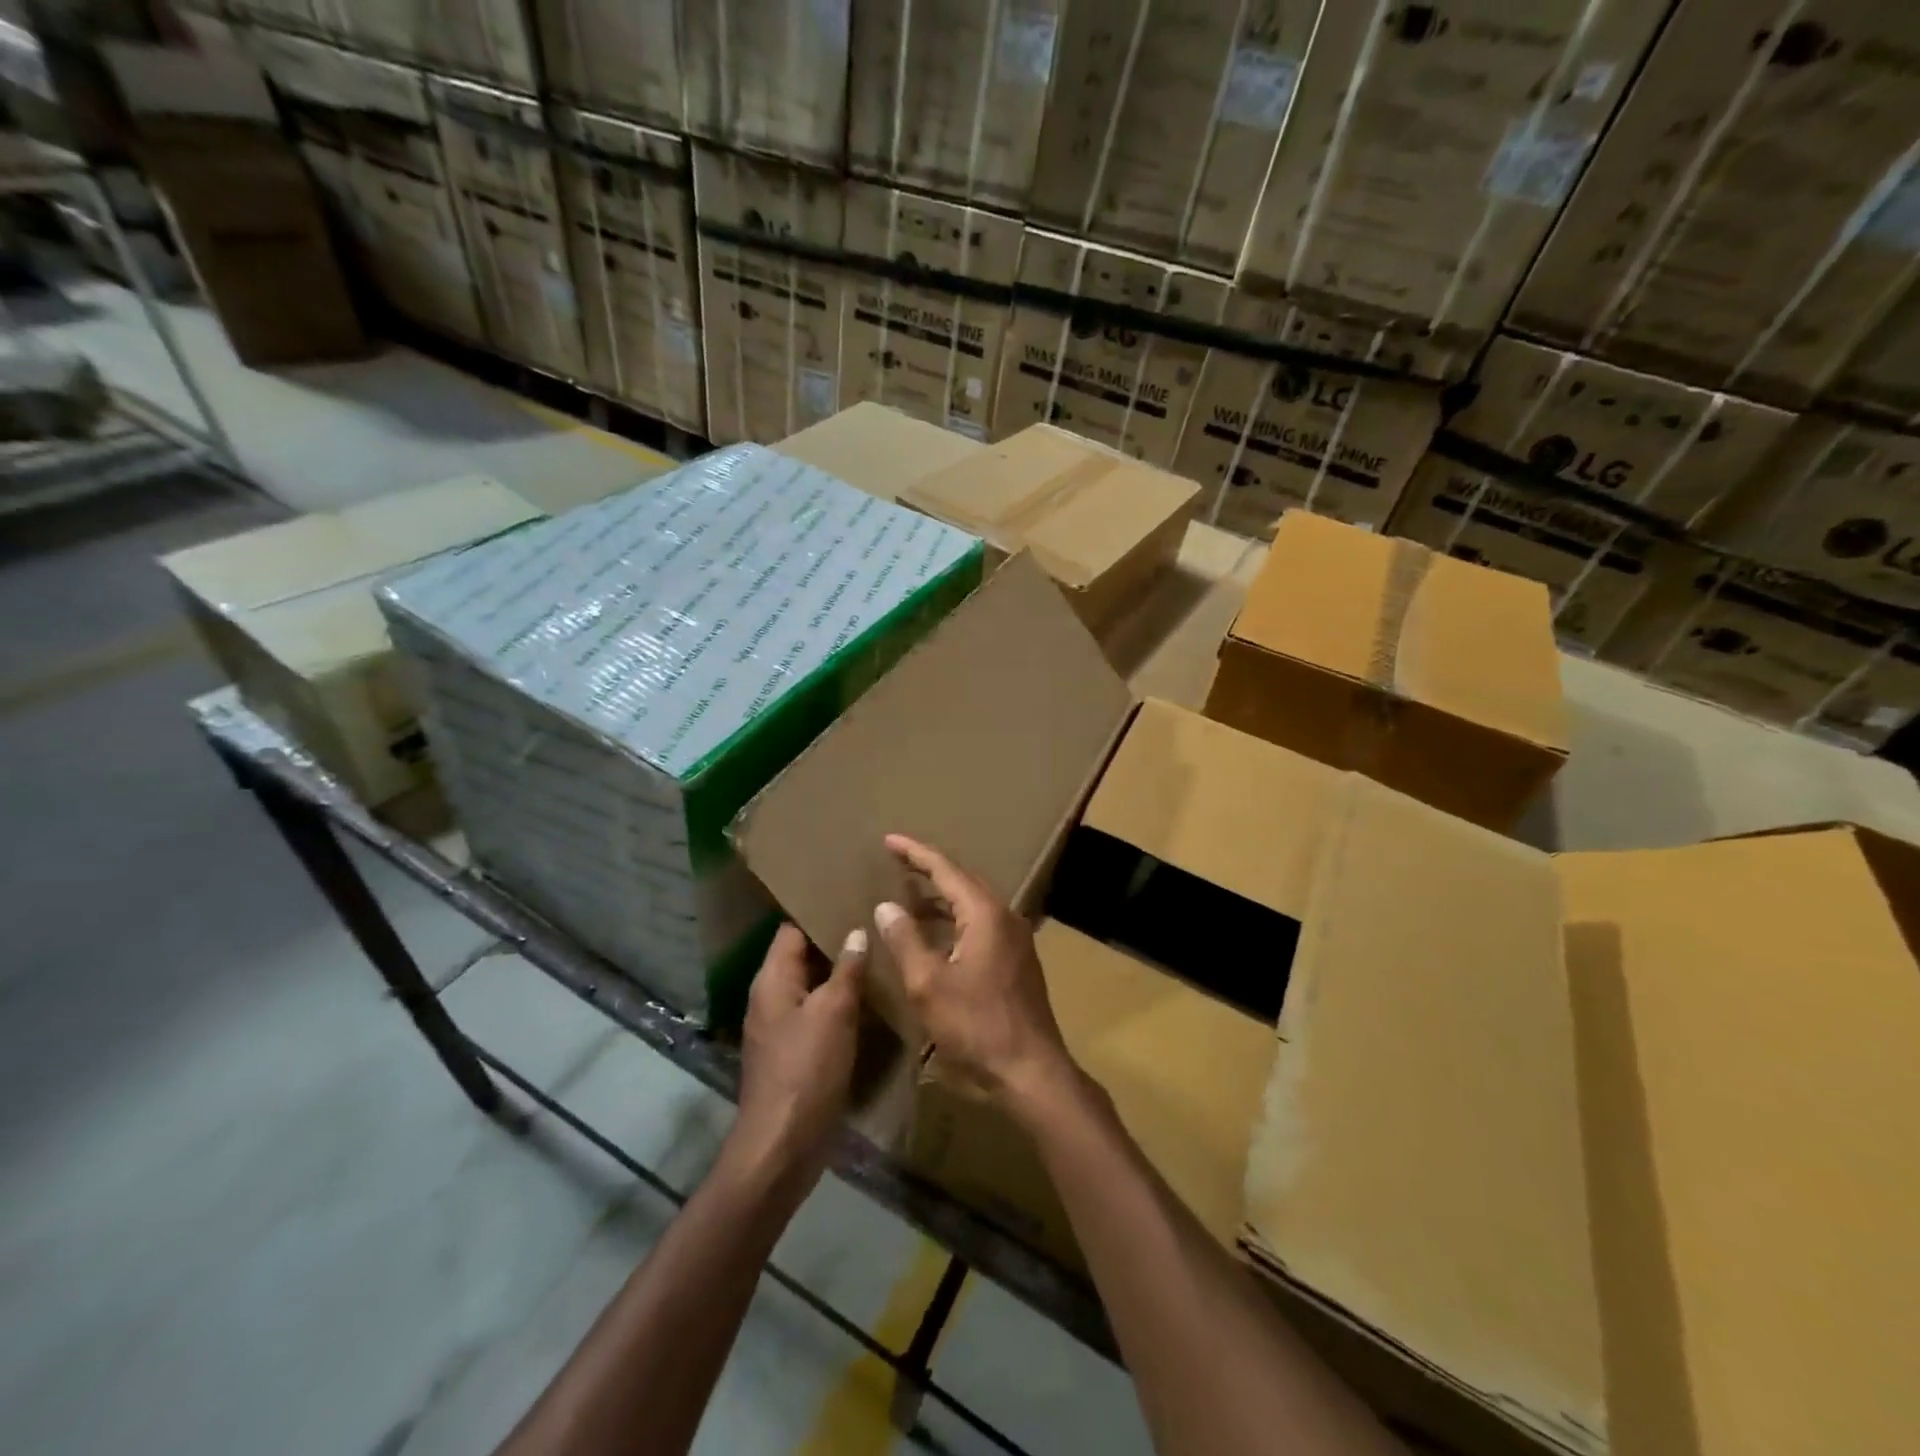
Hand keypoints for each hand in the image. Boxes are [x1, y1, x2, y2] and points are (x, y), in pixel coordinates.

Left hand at [730, 923, 865, 1195]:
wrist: (782, 1145)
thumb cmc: (806, 1070)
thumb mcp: (833, 1013)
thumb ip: (846, 970)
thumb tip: (857, 932)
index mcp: (772, 979)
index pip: (792, 928)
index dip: (819, 910)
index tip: (854, 894)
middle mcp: (771, 996)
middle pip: (803, 955)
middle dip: (836, 939)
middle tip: (876, 920)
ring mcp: (782, 1026)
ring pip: (813, 985)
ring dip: (841, 972)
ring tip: (880, 952)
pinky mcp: (795, 1051)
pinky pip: (818, 1012)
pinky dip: (840, 1002)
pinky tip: (871, 997)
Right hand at [874, 834, 1074, 1110]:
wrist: (1031, 1069)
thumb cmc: (977, 1025)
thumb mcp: (928, 985)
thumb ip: (905, 940)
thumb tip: (887, 906)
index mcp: (985, 914)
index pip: (946, 870)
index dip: (915, 853)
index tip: (890, 840)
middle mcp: (1005, 917)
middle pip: (963, 881)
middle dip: (930, 869)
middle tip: (898, 861)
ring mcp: (1015, 939)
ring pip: (973, 904)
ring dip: (942, 897)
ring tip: (910, 894)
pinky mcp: (1016, 960)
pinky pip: (981, 924)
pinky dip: (954, 920)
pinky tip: (936, 934)